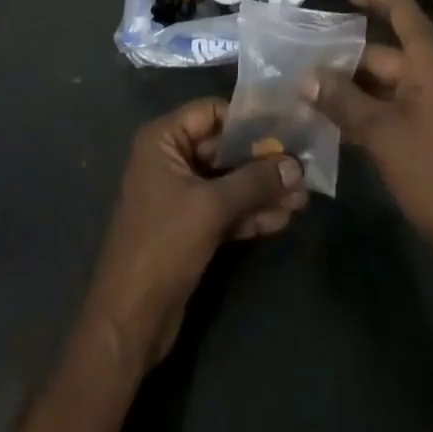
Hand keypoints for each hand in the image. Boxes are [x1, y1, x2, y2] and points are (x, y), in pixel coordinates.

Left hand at [83, 98, 308, 370]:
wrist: (130, 319)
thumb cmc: (163, 244)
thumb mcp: (211, 207)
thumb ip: (254, 182)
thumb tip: (296, 165)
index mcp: (163, 139)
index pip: (211, 112)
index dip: (247, 120)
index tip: (285, 127)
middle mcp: (170, 158)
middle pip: (222, 148)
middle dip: (261, 160)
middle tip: (302, 167)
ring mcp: (180, 194)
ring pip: (228, 182)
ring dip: (262, 189)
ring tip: (302, 197)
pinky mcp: (190, 226)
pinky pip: (225, 208)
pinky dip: (250, 212)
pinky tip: (283, 218)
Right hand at [305, 0, 432, 282]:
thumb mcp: (382, 134)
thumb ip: (342, 101)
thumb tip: (307, 76)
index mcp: (432, 63)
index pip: (401, 11)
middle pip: (387, 53)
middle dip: (347, 57)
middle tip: (304, 61)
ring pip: (388, 85)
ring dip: (354, 89)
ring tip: (311, 92)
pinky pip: (397, 110)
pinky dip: (369, 112)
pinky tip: (338, 126)